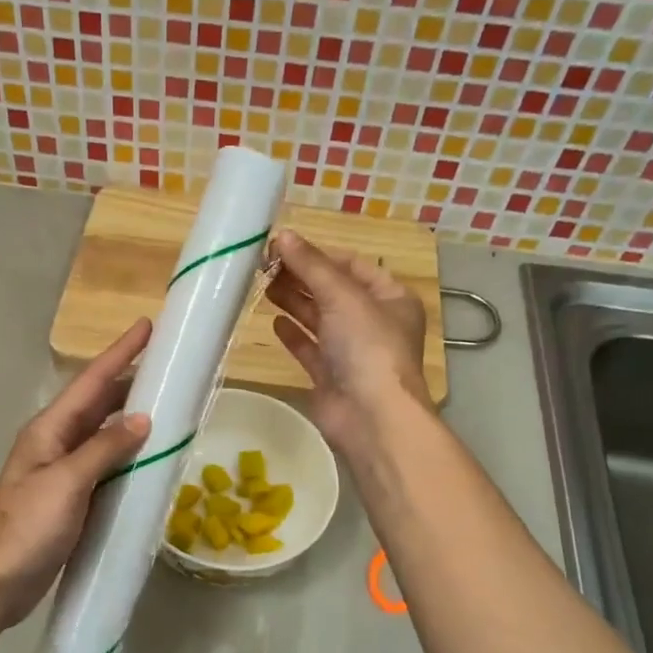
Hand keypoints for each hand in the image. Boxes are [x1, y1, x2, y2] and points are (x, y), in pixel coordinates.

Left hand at [0, 318, 152, 630]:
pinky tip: (149, 457)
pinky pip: (106, 466)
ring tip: (167, 404)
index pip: (91, 382)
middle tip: (167, 366)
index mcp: (49, 430)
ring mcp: (64, 472)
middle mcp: (56, 443)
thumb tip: (142, 418)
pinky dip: (128, 455)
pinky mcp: (73, 499)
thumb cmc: (26, 528)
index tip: (146, 326)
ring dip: (130, 417)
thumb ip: (104, 449)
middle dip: (128, 381)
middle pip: (97, 403)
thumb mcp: (66, 483)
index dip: (120, 353)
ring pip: (103, 434)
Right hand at [266, 229, 428, 450]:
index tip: (282, 247)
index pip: (352, 266)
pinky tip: (273, 322)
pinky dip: (293, 334)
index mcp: (390, 298)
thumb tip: (282, 235)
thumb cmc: (367, 347)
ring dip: (293, 301)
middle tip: (263, 265)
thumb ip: (311, 266)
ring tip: (262, 285)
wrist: (371, 417)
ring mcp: (352, 352)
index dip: (319, 254)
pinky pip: (310, 348)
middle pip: (333, 291)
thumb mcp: (342, 296)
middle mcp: (374, 323)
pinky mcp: (331, 376)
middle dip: (301, 277)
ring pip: (319, 318)